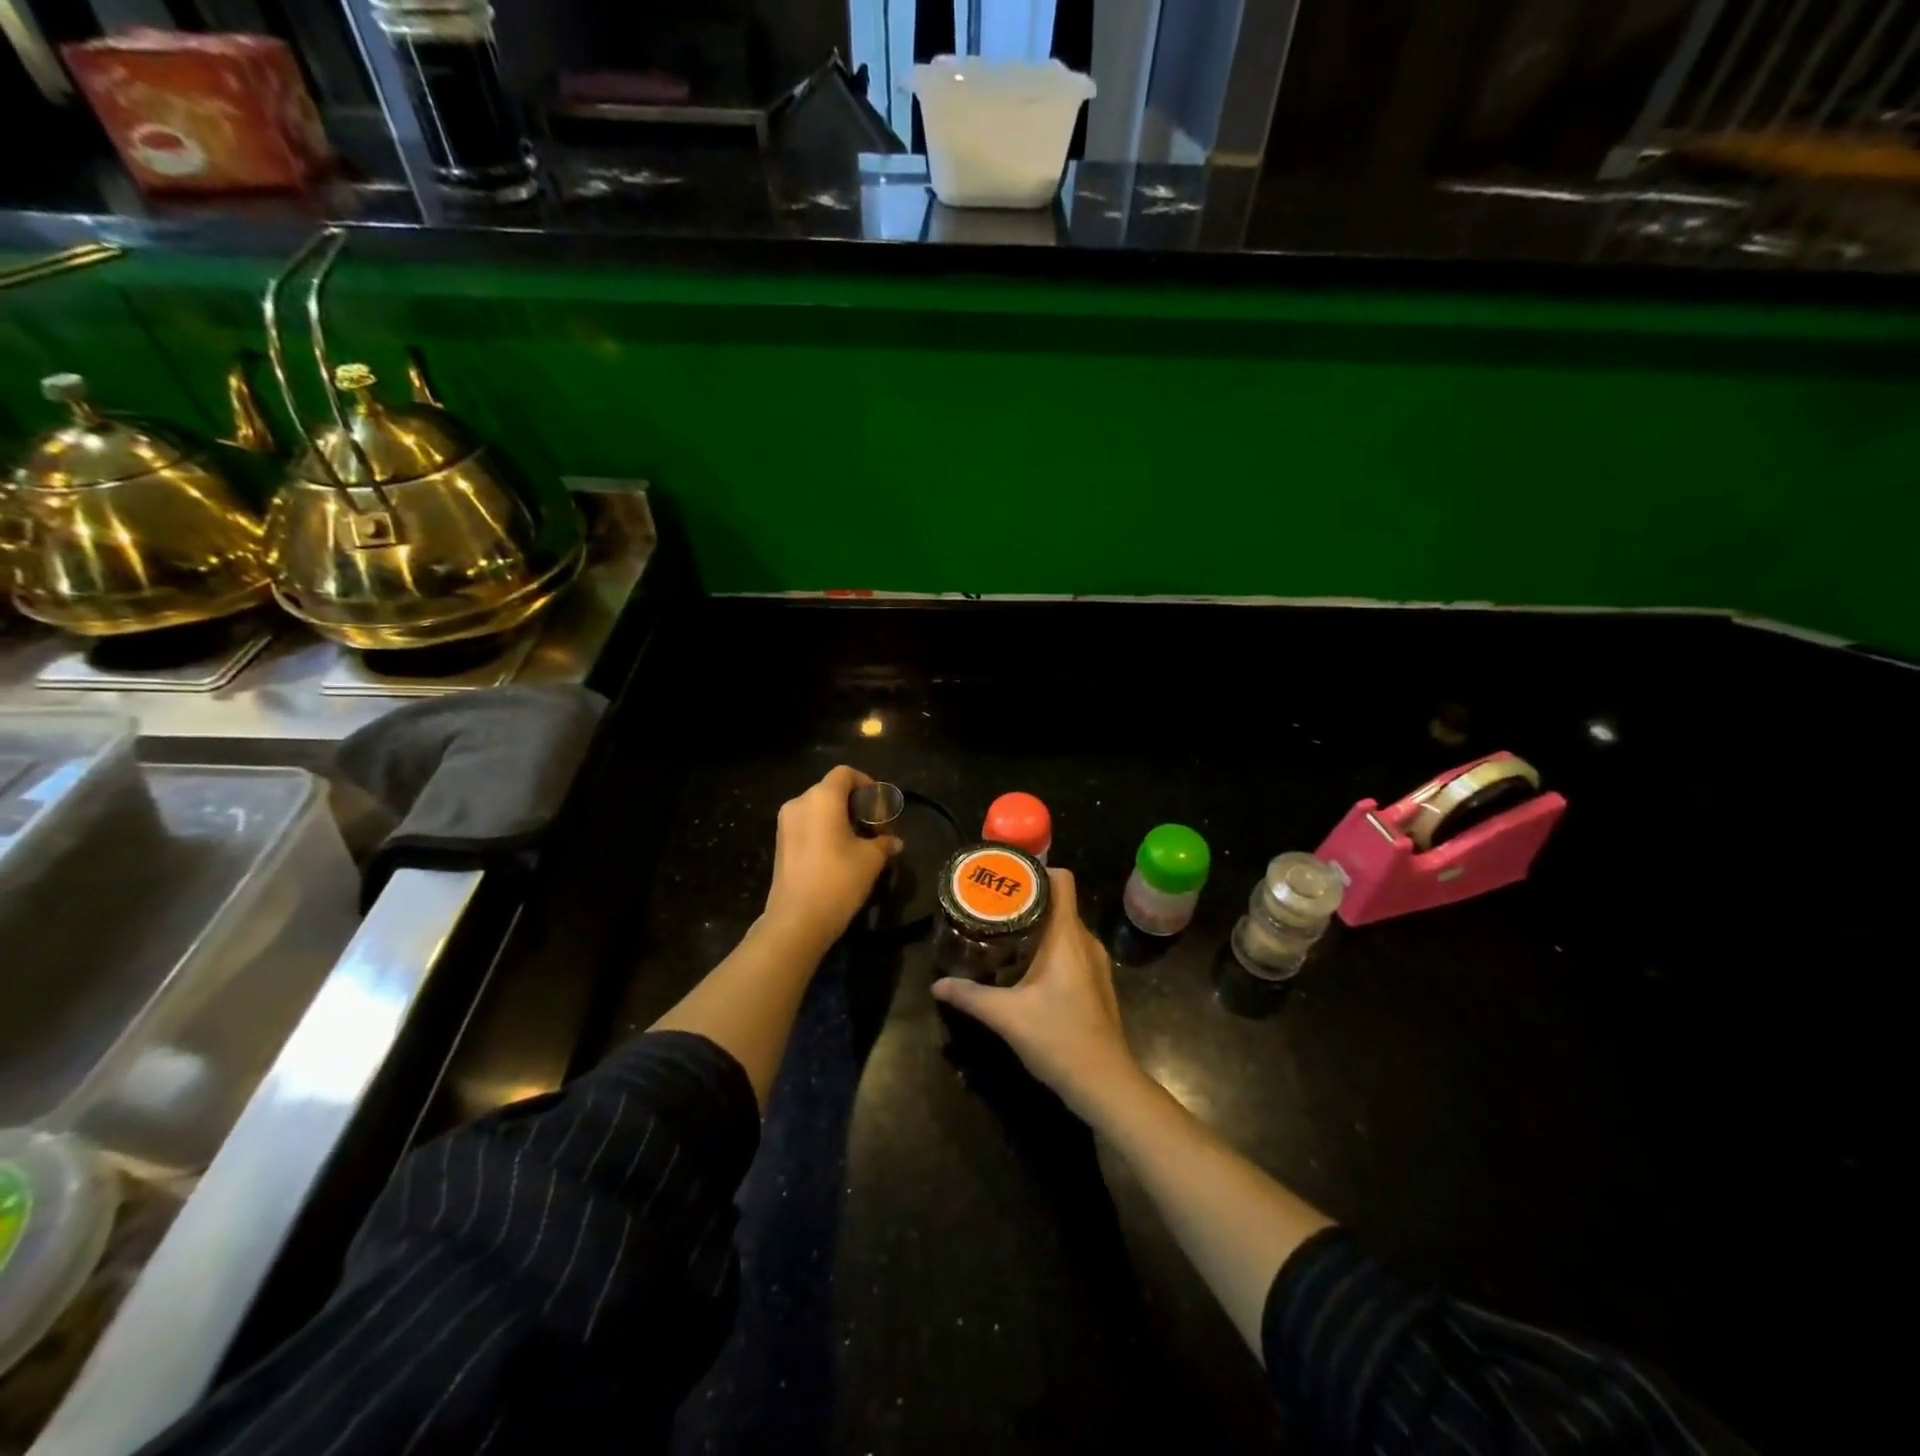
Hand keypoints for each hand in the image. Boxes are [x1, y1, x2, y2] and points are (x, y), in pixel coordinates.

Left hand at [763, 765, 901, 950]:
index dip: (866, 783)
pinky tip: (840, 853)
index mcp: (822, 798)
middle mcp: (800, 803)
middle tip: (875, 827)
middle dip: (856, 804)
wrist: (796, 921)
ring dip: (840, 818)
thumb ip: (884, 843)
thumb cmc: (838, 880)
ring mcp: (785, 824)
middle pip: (831, 790)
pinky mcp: (780, 844)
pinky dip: (825, 830)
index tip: (881, 806)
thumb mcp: (871, 860)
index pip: (845, 774)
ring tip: (860, 842)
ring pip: (818, 808)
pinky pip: (807, 825)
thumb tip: (895, 842)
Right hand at [931, 869, 1145, 1122]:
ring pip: (1065, 927)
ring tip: (1004, 932)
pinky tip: (1026, 966)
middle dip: (1027, 899)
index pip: (1062, 879)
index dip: (1036, 870)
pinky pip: (1072, 949)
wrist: (1105, 1083)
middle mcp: (1086, 941)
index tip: (1006, 878)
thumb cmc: (1058, 1038)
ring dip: (1038, 925)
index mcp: (1067, 936)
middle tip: (992, 905)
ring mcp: (1096, 963)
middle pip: (1059, 902)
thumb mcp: (1006, 1016)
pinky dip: (1051, 947)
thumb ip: (970, 996)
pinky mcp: (1097, 983)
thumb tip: (937, 985)